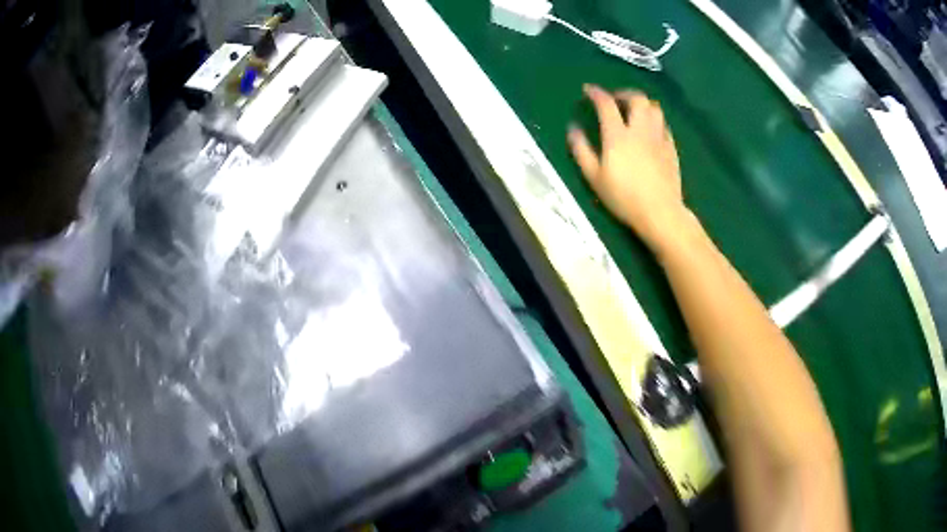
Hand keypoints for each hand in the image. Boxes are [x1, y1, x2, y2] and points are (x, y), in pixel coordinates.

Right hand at [568, 85, 690, 249]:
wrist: (660, 212)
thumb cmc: (623, 197)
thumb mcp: (594, 177)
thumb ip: (581, 149)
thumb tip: (573, 128)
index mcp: (618, 135)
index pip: (606, 104)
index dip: (596, 93)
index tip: (588, 90)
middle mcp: (640, 130)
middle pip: (637, 98)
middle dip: (624, 93)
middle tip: (615, 100)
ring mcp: (659, 137)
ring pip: (654, 107)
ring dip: (642, 104)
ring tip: (634, 111)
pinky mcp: (671, 148)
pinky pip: (664, 124)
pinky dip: (654, 120)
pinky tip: (649, 129)